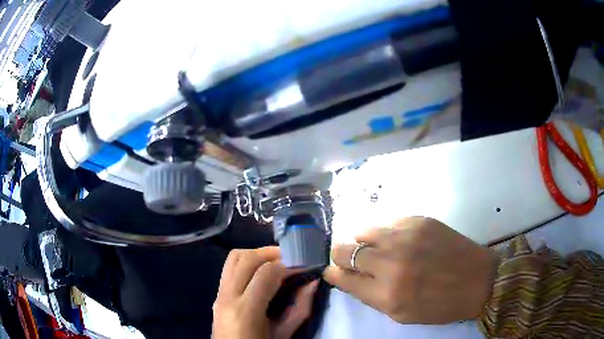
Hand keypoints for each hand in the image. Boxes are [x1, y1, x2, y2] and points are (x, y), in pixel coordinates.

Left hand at [213, 247, 318, 338]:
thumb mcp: (283, 334)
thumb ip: (300, 308)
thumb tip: (313, 282)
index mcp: (246, 311)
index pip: (267, 273)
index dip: (289, 264)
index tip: (306, 263)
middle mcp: (227, 296)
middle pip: (247, 258)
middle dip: (273, 253)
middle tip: (293, 257)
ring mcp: (218, 294)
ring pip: (234, 257)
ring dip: (257, 254)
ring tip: (277, 260)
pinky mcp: (216, 295)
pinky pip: (230, 268)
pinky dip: (247, 262)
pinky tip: (262, 271)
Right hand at [324, 217, 498, 323]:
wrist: (478, 280)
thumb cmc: (439, 305)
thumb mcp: (401, 314)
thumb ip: (370, 295)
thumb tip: (347, 276)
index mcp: (386, 294)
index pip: (342, 277)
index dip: (334, 274)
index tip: (334, 272)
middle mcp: (391, 263)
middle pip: (344, 250)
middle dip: (342, 257)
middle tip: (352, 261)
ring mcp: (406, 237)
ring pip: (362, 231)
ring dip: (363, 242)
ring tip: (377, 250)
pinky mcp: (419, 220)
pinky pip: (387, 222)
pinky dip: (384, 233)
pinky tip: (397, 241)